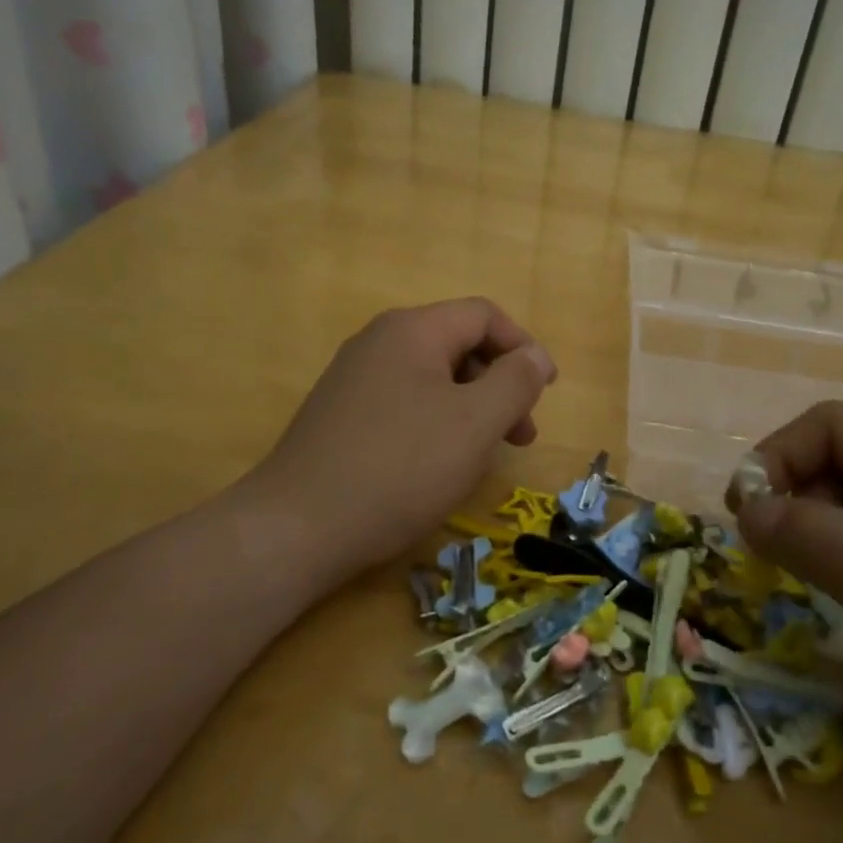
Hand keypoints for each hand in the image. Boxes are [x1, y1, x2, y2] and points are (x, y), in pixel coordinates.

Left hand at [242, 299, 555, 583]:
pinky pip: (404, 404)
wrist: (297, 527)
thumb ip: (515, 381)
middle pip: (458, 345)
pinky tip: (438, 465)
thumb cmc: (400, 468)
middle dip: (499, 384)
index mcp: (412, 330)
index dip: (523, 347)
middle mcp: (379, 342)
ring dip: (471, 408)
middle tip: (520, 435)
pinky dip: (436, 424)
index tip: (545, 392)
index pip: (483, 315)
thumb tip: (535, 355)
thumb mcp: (475, 423)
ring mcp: (354, 379)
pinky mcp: (340, 415)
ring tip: (484, 455)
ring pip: (432, 379)